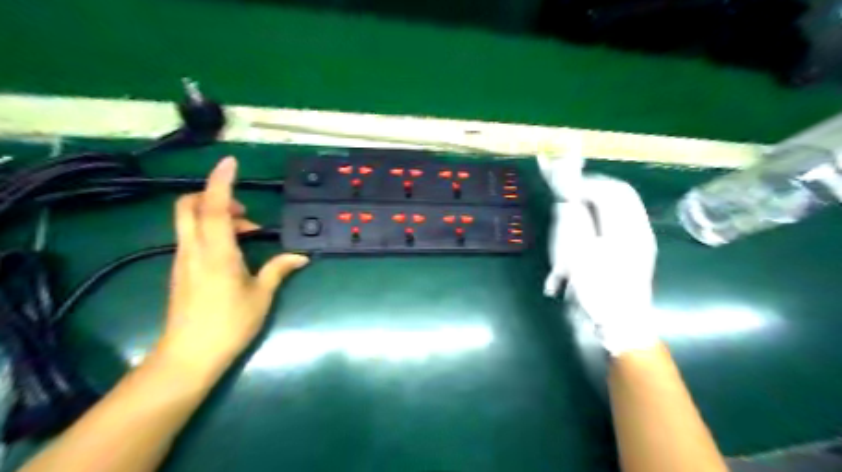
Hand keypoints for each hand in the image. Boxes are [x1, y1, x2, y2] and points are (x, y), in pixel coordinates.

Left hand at [155, 158, 308, 371]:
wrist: (189, 356)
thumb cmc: (230, 323)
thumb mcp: (261, 295)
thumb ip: (279, 269)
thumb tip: (301, 256)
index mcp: (216, 252)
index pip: (212, 206)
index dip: (220, 181)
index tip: (230, 162)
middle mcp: (194, 249)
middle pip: (189, 206)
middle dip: (213, 195)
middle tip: (243, 211)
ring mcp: (183, 259)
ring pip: (189, 221)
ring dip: (216, 215)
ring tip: (247, 234)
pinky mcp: (180, 270)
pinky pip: (192, 237)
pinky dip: (211, 231)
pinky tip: (233, 251)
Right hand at [539, 158, 656, 356]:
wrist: (624, 324)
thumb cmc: (599, 292)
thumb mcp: (579, 257)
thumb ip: (575, 223)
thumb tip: (569, 201)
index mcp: (627, 229)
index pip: (611, 191)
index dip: (586, 185)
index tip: (565, 192)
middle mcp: (639, 228)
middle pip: (621, 193)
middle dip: (594, 189)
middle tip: (571, 196)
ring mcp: (641, 238)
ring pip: (622, 204)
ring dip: (599, 201)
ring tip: (577, 209)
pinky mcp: (638, 248)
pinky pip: (623, 218)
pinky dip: (604, 214)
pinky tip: (589, 226)